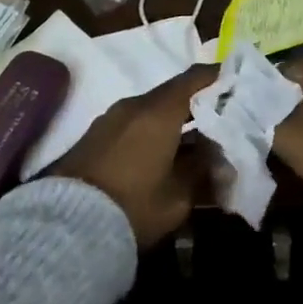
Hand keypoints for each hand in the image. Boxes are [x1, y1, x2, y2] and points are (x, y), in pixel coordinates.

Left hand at [52, 65, 216, 246]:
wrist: (64, 226)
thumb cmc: (131, 207)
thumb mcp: (178, 197)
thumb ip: (202, 170)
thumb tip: (218, 157)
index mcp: (159, 111)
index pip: (195, 78)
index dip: (218, 77)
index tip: (237, 82)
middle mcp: (134, 105)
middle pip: (173, 93)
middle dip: (198, 103)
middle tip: (222, 117)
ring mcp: (111, 119)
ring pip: (152, 109)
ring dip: (174, 119)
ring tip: (194, 139)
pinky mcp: (95, 136)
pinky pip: (134, 122)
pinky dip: (153, 129)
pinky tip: (164, 152)